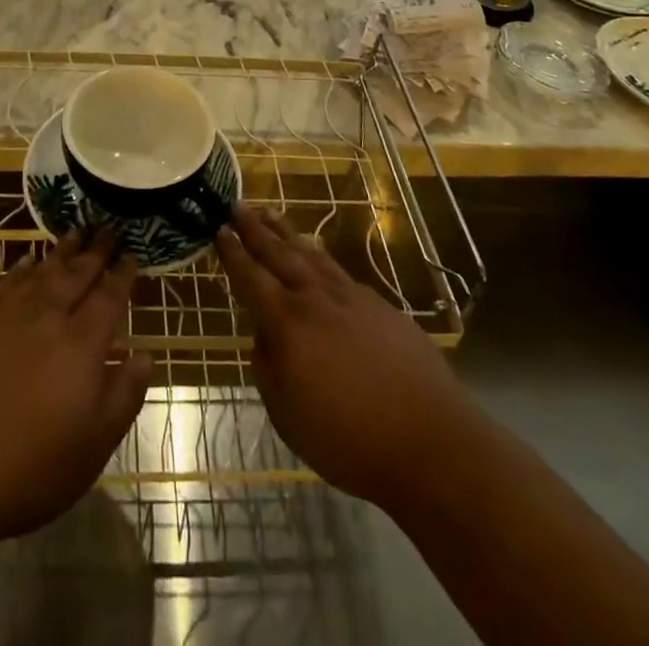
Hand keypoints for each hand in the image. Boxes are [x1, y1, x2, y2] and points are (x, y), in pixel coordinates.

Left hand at [0, 231, 150, 548]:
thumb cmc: (27, 471)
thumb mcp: (92, 448)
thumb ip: (123, 396)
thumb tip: (145, 355)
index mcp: (81, 345)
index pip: (109, 298)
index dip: (122, 275)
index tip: (132, 254)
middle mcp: (47, 317)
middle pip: (77, 274)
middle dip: (95, 251)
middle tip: (108, 229)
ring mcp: (7, 315)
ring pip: (43, 271)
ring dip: (62, 250)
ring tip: (76, 232)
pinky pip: (7, 282)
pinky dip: (23, 267)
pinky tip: (28, 261)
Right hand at [218, 204, 464, 514]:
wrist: (430, 442)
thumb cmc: (349, 440)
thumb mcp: (287, 415)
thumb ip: (268, 368)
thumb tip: (265, 337)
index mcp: (287, 324)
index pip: (251, 279)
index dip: (232, 254)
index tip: (218, 230)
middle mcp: (315, 299)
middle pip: (278, 254)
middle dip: (254, 229)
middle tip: (237, 205)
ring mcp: (351, 298)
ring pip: (310, 255)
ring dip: (286, 233)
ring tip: (270, 213)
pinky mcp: (380, 306)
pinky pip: (339, 271)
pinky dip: (321, 256)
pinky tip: (317, 252)